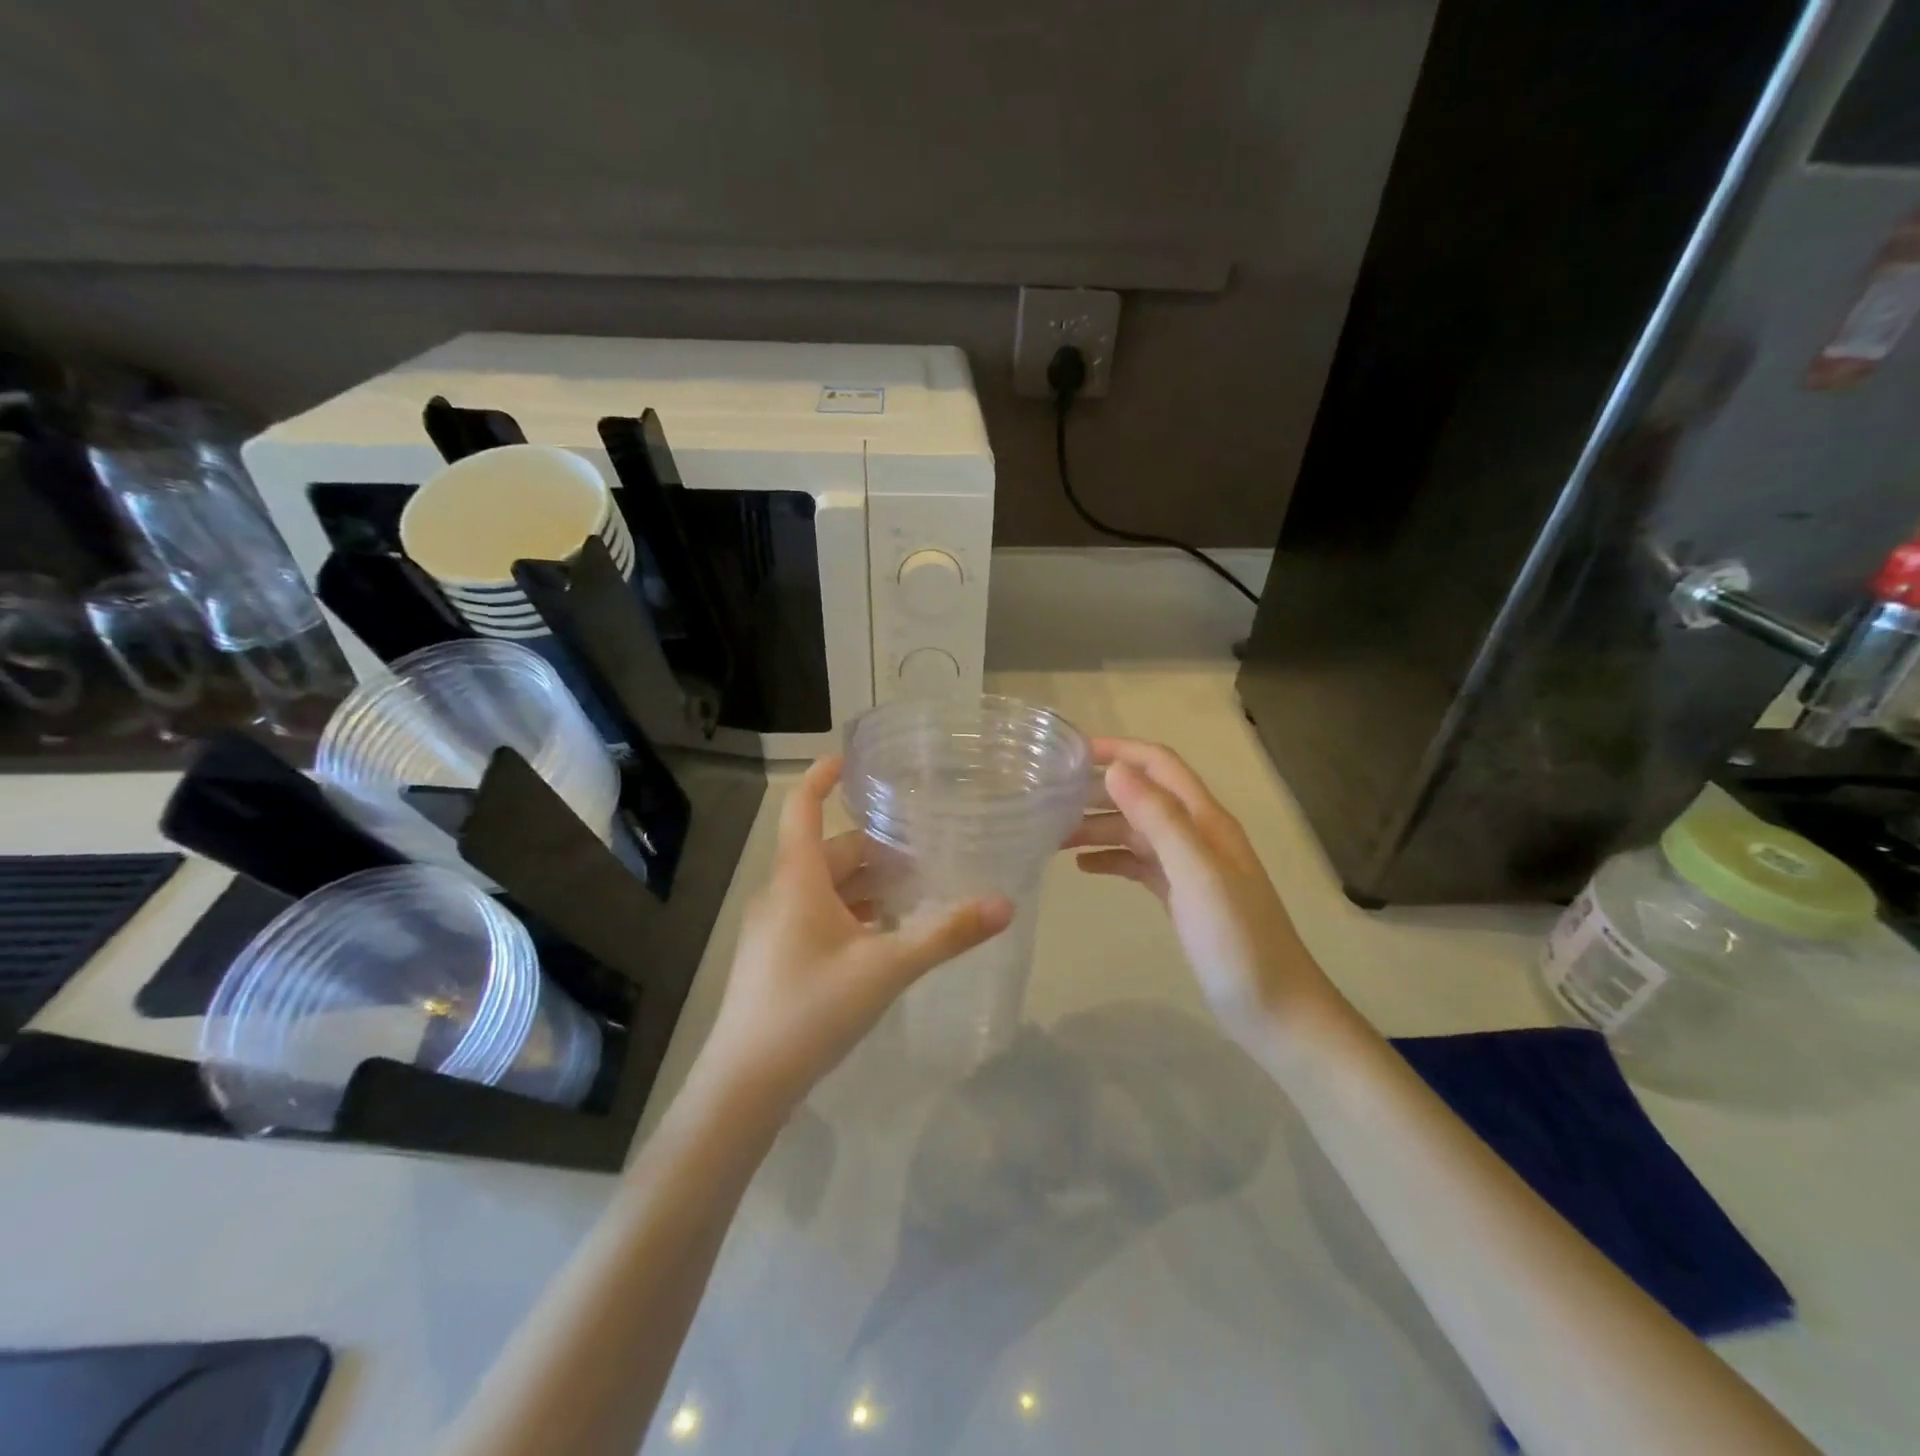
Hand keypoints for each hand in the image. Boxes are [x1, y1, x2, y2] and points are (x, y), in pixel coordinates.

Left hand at [693, 756, 1014, 1108]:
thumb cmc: (811, 1010)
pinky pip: (819, 916)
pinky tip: (886, 936)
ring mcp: (775, 928)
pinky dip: (853, 913)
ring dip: (868, 885)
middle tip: (926, 851)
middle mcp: (782, 894)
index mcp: (798, 880)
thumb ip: (946, 934)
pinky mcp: (777, 958)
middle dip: (876, 848)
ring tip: (916, 892)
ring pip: (826, 887)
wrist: (745, 1084)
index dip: (823, 778)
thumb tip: (1004, 904)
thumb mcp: (887, 969)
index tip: (853, 758)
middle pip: (830, 852)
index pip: (802, 808)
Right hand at [1066, 738, 1334, 1041]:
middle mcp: (1198, 834)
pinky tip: (1083, 868)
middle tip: (1048, 800)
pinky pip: (1140, 864)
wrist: (1275, 1011)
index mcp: (1206, 820)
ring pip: (1137, 830)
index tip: (1068, 754)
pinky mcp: (1182, 896)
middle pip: (1142, 795)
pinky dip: (1111, 859)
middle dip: (1098, 790)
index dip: (1118, 751)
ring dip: (1098, 827)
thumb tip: (1116, 770)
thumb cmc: (1237, 941)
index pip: (1159, 765)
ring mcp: (1190, 867)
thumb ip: (1160, 819)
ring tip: (1053, 836)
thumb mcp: (1197, 875)